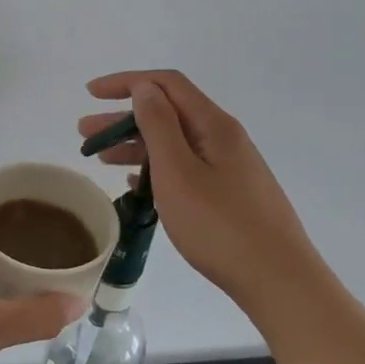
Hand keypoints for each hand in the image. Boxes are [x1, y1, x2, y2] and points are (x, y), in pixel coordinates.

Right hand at [80, 71, 316, 312]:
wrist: (279, 281)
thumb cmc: (221, 226)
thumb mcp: (178, 172)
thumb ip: (158, 125)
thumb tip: (144, 87)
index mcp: (213, 125)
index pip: (166, 84)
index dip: (127, 82)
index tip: (91, 94)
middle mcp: (223, 138)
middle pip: (168, 113)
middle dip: (123, 118)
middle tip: (85, 133)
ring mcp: (229, 167)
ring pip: (174, 143)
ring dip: (135, 145)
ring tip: (100, 159)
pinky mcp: (230, 194)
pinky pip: (185, 168)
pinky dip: (155, 168)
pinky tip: (135, 184)